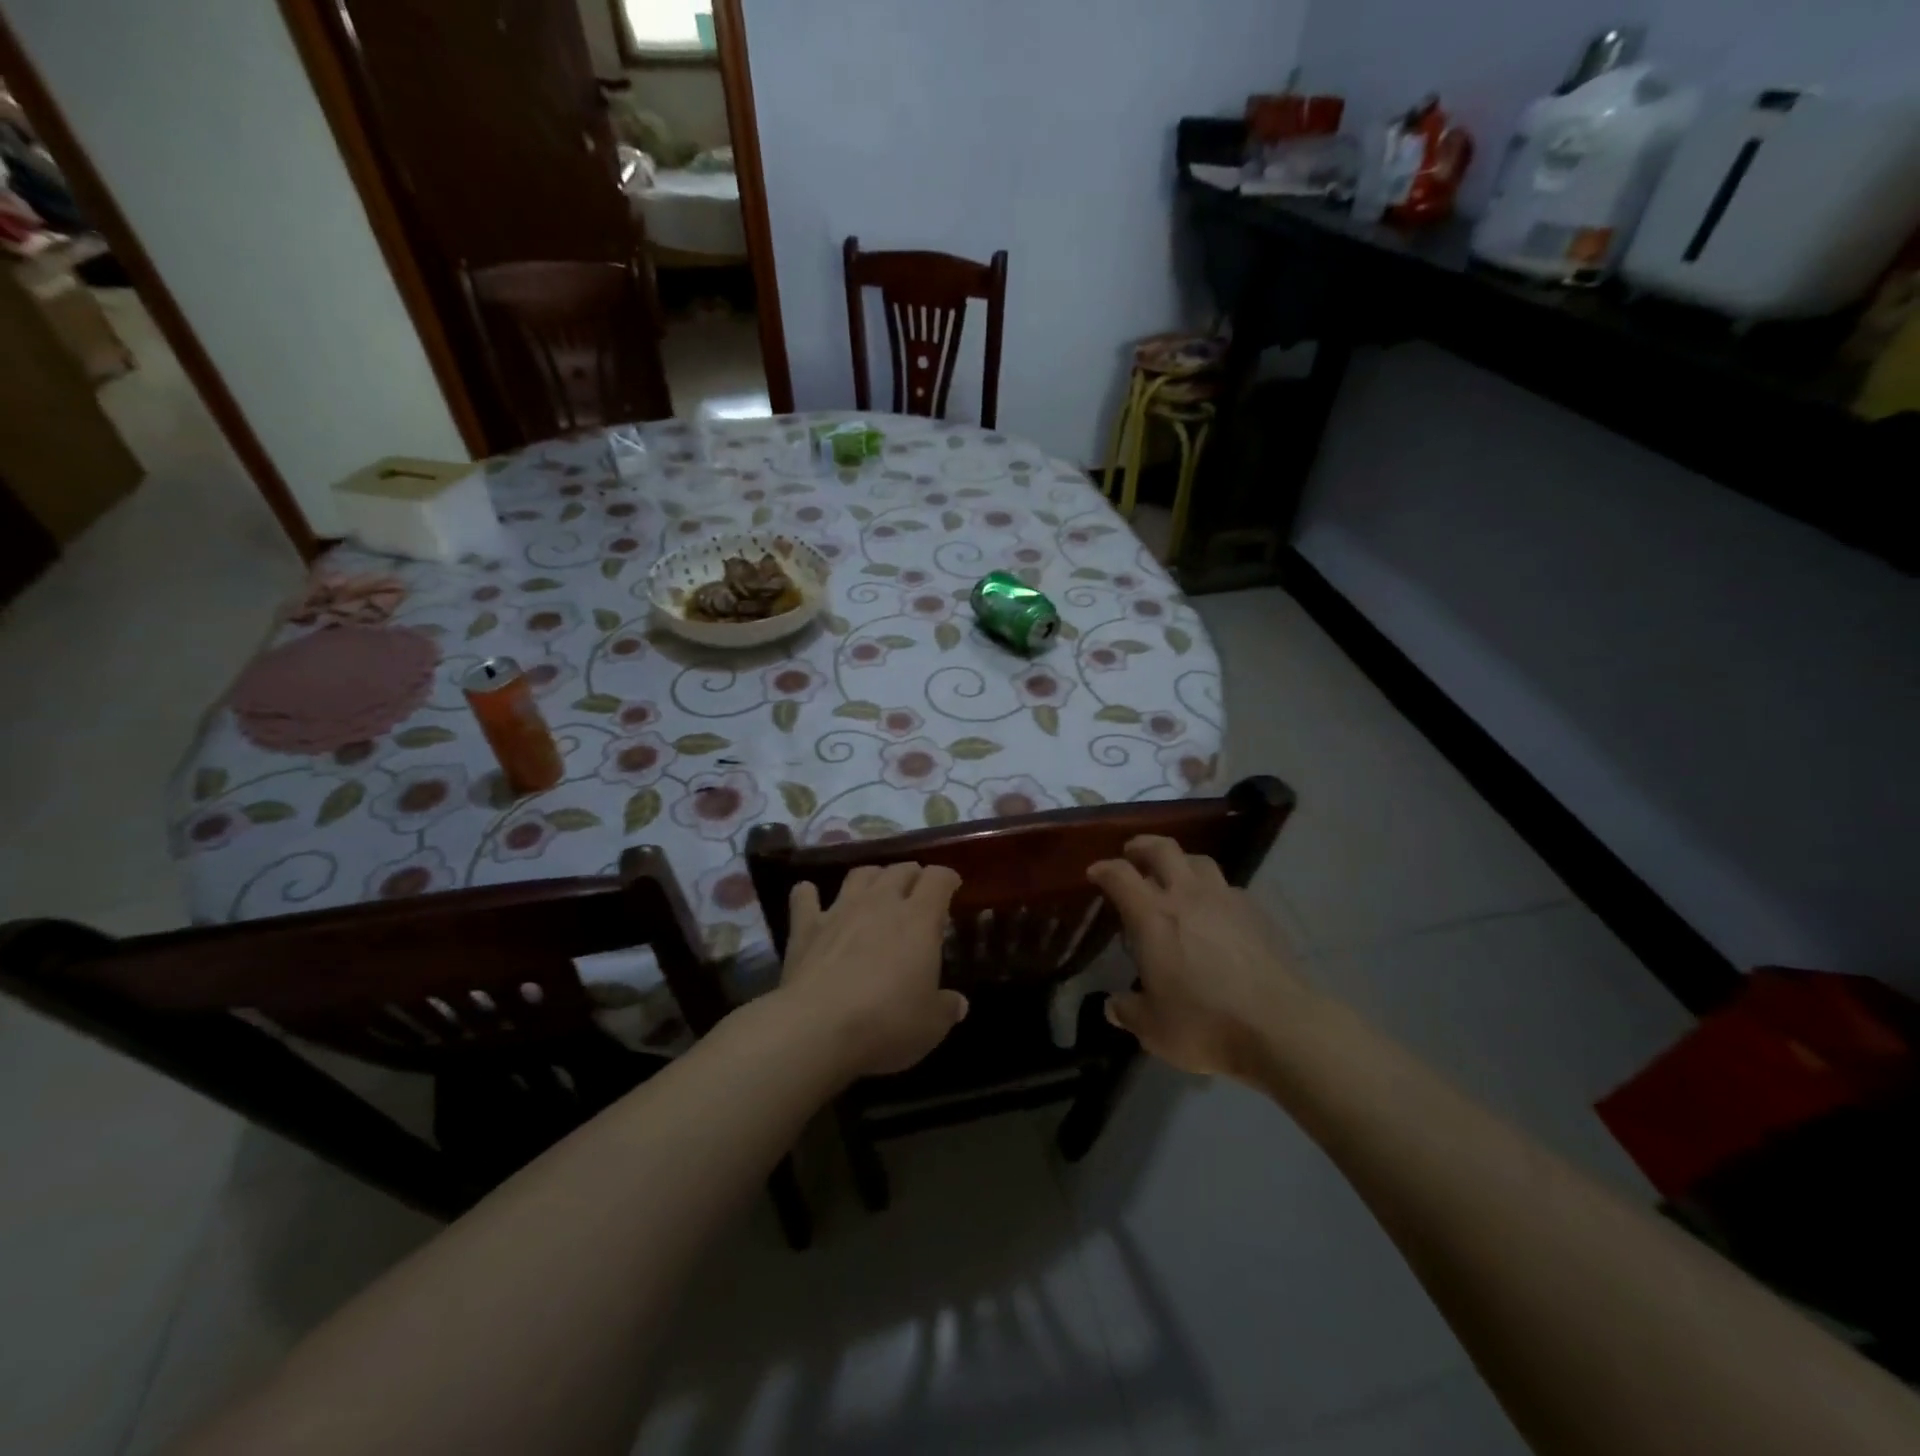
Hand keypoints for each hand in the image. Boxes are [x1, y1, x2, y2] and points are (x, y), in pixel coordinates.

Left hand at [778, 862, 968, 1079]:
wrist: (818, 1028)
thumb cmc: (886, 1023)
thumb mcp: (932, 1025)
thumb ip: (947, 1007)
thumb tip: (958, 1004)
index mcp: (919, 919)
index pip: (938, 879)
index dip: (947, 879)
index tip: (952, 888)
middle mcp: (881, 902)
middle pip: (900, 870)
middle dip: (912, 875)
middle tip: (916, 892)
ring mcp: (840, 910)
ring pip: (859, 874)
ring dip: (871, 877)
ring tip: (875, 890)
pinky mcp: (805, 927)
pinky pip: (804, 896)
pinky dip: (809, 893)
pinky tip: (810, 896)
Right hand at [1087, 836, 1307, 1079]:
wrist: (1281, 1027)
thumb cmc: (1205, 1024)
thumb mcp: (1153, 1028)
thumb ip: (1128, 1011)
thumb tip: (1113, 1006)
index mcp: (1153, 916)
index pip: (1120, 874)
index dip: (1103, 869)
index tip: (1095, 873)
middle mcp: (1187, 896)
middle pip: (1162, 849)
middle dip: (1142, 846)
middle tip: (1132, 855)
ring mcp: (1227, 900)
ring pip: (1199, 861)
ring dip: (1181, 863)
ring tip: (1175, 879)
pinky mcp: (1258, 913)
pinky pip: (1229, 889)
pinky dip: (1214, 892)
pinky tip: (1216, 914)